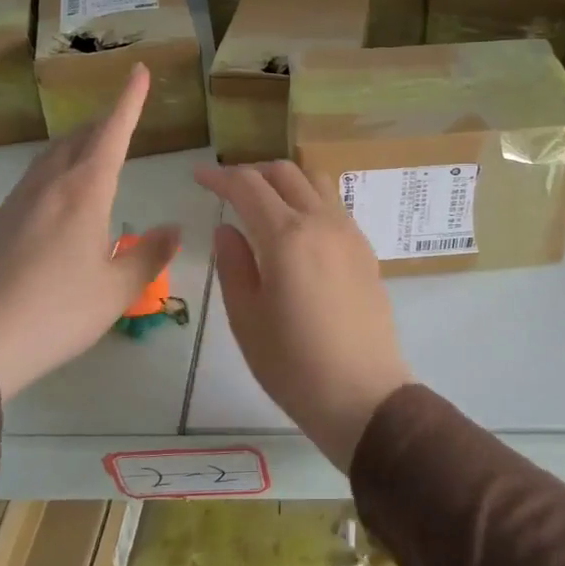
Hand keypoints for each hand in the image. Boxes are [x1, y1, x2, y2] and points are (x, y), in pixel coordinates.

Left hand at [0, 66, 180, 401]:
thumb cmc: (59, 312)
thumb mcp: (117, 289)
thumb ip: (149, 254)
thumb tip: (173, 230)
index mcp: (84, 193)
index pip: (111, 133)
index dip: (128, 100)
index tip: (137, 70)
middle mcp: (50, 186)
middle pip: (78, 138)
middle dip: (104, 122)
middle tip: (124, 119)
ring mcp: (19, 201)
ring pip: (52, 155)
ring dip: (78, 143)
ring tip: (96, 149)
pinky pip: (35, 178)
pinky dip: (58, 168)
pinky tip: (62, 194)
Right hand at [192, 161, 412, 470]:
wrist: (363, 394)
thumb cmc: (293, 364)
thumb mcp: (246, 318)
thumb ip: (234, 264)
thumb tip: (227, 228)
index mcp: (286, 236)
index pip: (248, 186)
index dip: (220, 176)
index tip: (199, 175)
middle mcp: (321, 222)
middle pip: (285, 172)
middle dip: (252, 172)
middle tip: (227, 188)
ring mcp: (349, 232)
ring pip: (315, 181)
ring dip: (285, 180)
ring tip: (263, 200)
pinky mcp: (365, 249)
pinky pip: (333, 205)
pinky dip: (308, 199)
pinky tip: (296, 227)